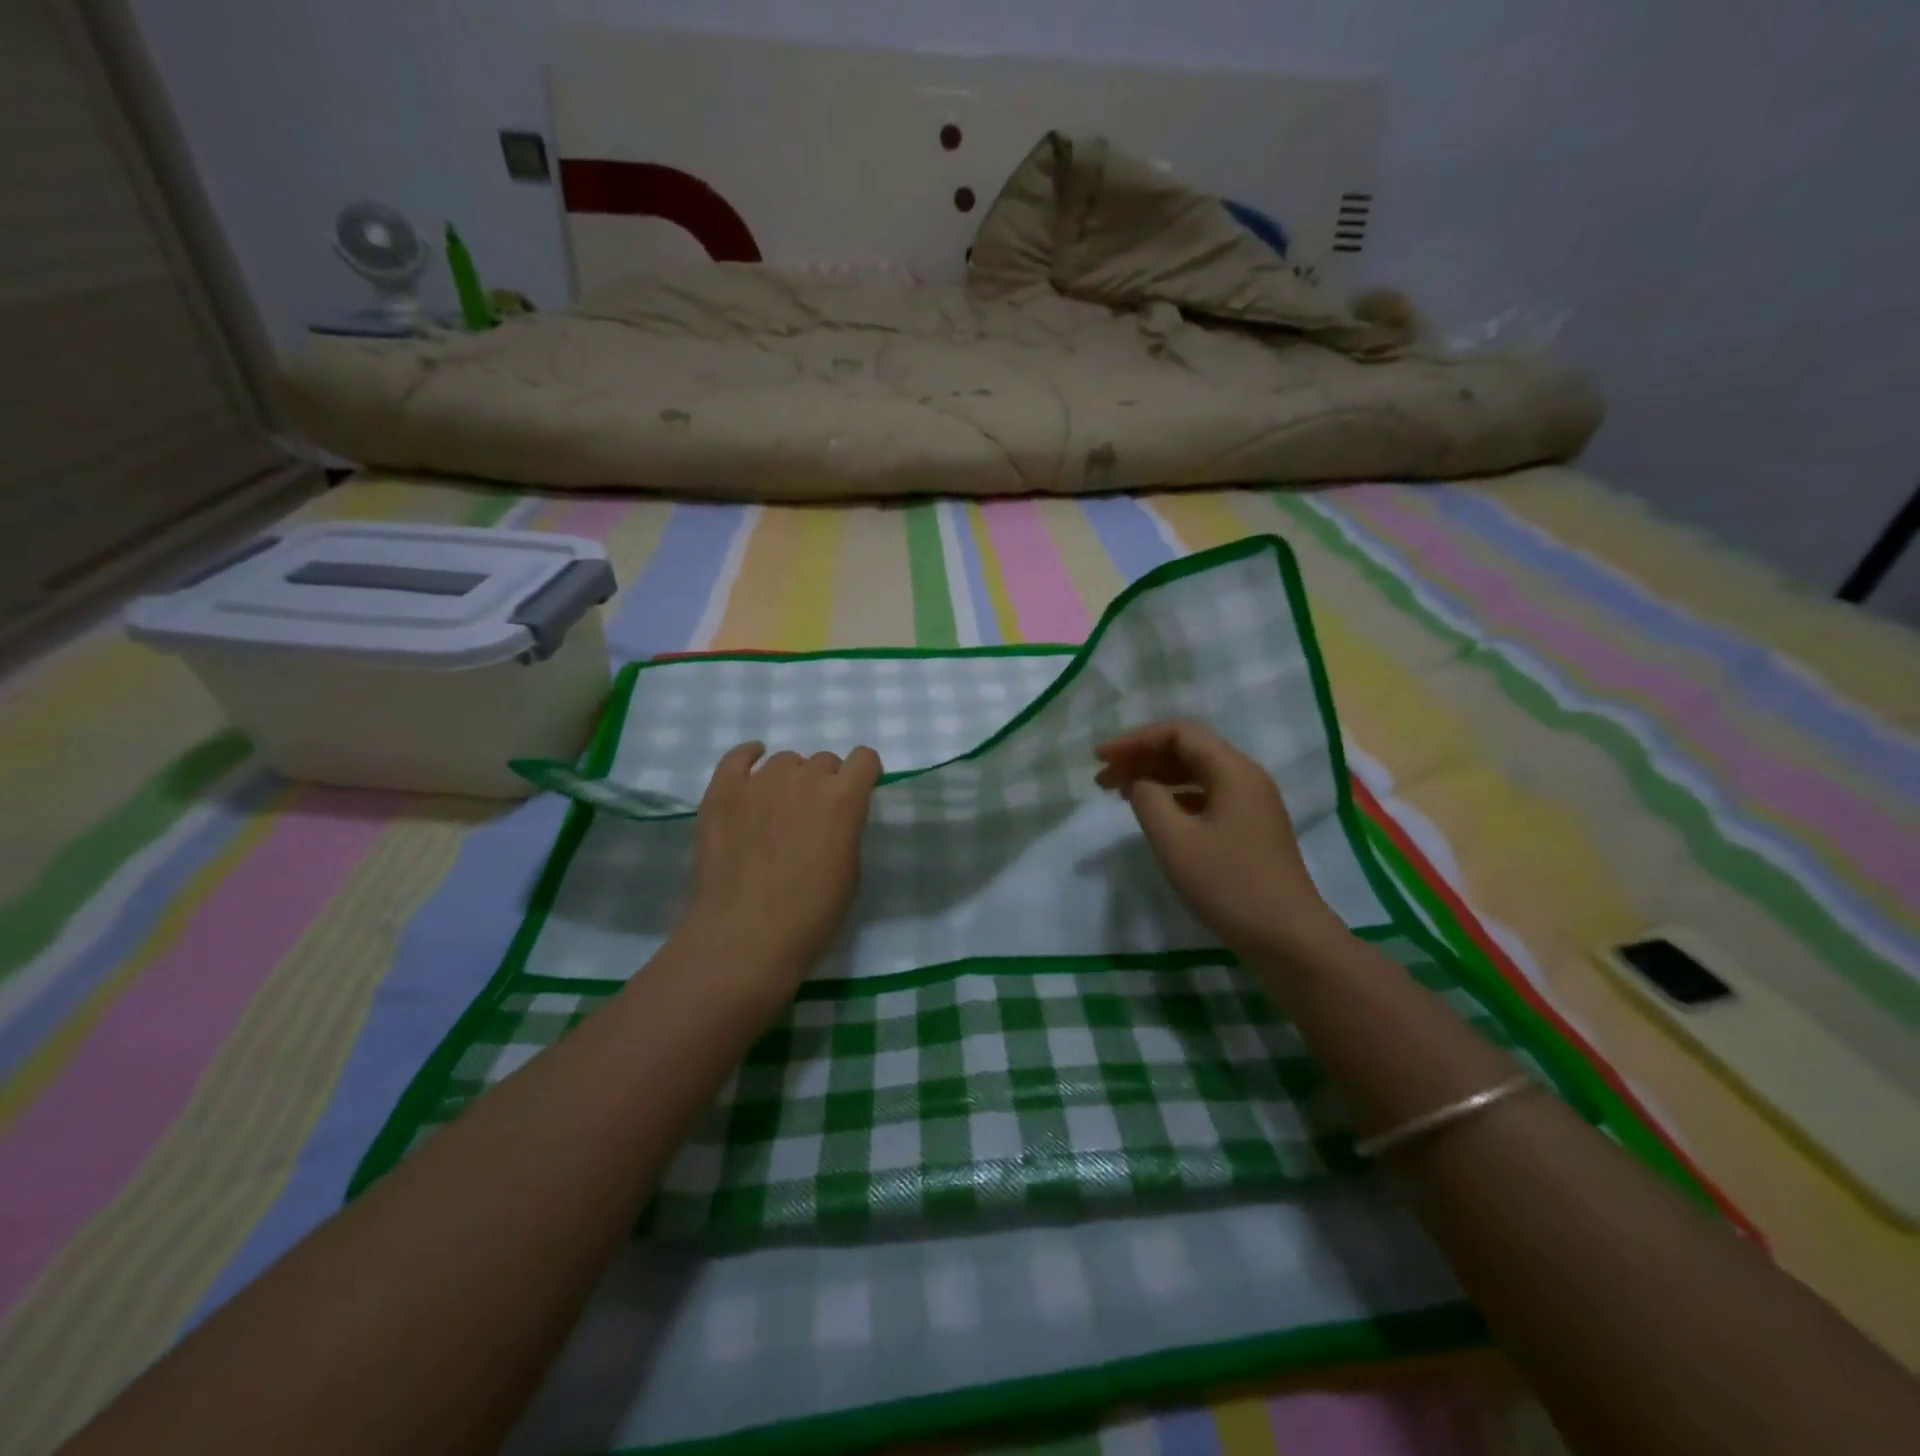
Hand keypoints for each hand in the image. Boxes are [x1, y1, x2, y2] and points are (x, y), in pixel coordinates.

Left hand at [681, 742, 882, 1004]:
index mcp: (844, 798)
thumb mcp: (850, 870)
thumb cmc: (811, 913)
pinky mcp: (723, 791)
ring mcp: (760, 781)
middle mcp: (805, 778)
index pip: (864, 758)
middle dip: (825, 783)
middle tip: (813, 817)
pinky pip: (737, 757)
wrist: (746, 935)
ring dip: (790, 778)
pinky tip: (751, 764)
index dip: (864, 774)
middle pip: (823, 761)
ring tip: (778, 809)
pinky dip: (748, 757)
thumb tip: (831, 819)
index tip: (858, 792)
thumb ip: (845, 830)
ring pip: (784, 761)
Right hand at [1095, 720, 1338, 959]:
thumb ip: (1148, 800)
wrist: (1287, 938)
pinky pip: (1205, 796)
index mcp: (1233, 771)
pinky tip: (1153, 813)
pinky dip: (1173, 797)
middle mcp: (1245, 777)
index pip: (1178, 733)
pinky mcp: (1249, 828)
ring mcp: (1251, 803)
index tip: (1101, 759)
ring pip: (1195, 773)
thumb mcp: (1175, 841)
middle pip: (1187, 750)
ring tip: (1119, 794)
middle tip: (1102, 779)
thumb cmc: (1228, 885)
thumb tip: (1140, 783)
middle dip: (1141, 758)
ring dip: (1155, 777)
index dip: (1135, 740)